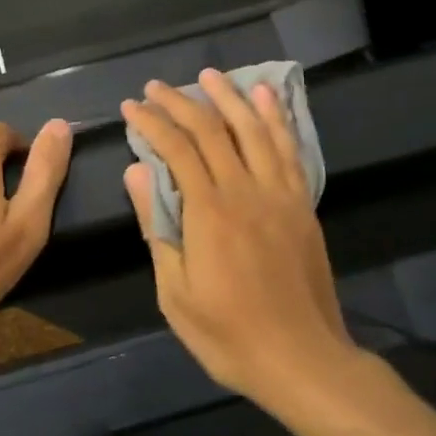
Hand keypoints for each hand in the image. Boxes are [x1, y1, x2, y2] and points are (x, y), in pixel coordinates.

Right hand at [122, 70, 358, 414]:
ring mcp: (279, 193)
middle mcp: (245, 190)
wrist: (303, 360)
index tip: (132, 106)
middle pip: (211, 130)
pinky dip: (276, 118)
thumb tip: (136, 172)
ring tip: (209, 75)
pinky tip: (266, 97)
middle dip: (180, 102)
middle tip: (156, 87)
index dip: (152, 122)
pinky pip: (288, 149)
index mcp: (209, 212)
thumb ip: (157, 227)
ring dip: (229, 97)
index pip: (176, 149)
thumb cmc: (229, 335)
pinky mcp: (302, 203)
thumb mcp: (176, 293)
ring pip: (252, 129)